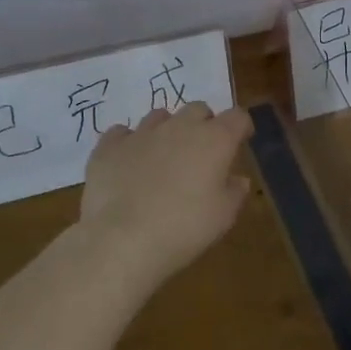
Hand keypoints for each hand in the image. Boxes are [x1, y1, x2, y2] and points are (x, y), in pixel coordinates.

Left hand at [80, 102, 253, 277]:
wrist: (123, 240)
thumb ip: (235, 192)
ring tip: (164, 155)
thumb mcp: (223, 217)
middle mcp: (179, 127)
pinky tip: (128, 161)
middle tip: (202, 151)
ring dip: (167, 130)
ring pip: (160, 116)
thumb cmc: (184, 228)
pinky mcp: (109, 146)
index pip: (237, 117)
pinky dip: (129, 142)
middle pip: (198, 109)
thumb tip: (238, 179)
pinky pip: (121, 133)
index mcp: (214, 140)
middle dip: (204, 124)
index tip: (241, 141)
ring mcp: (141, 133)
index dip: (241, 126)